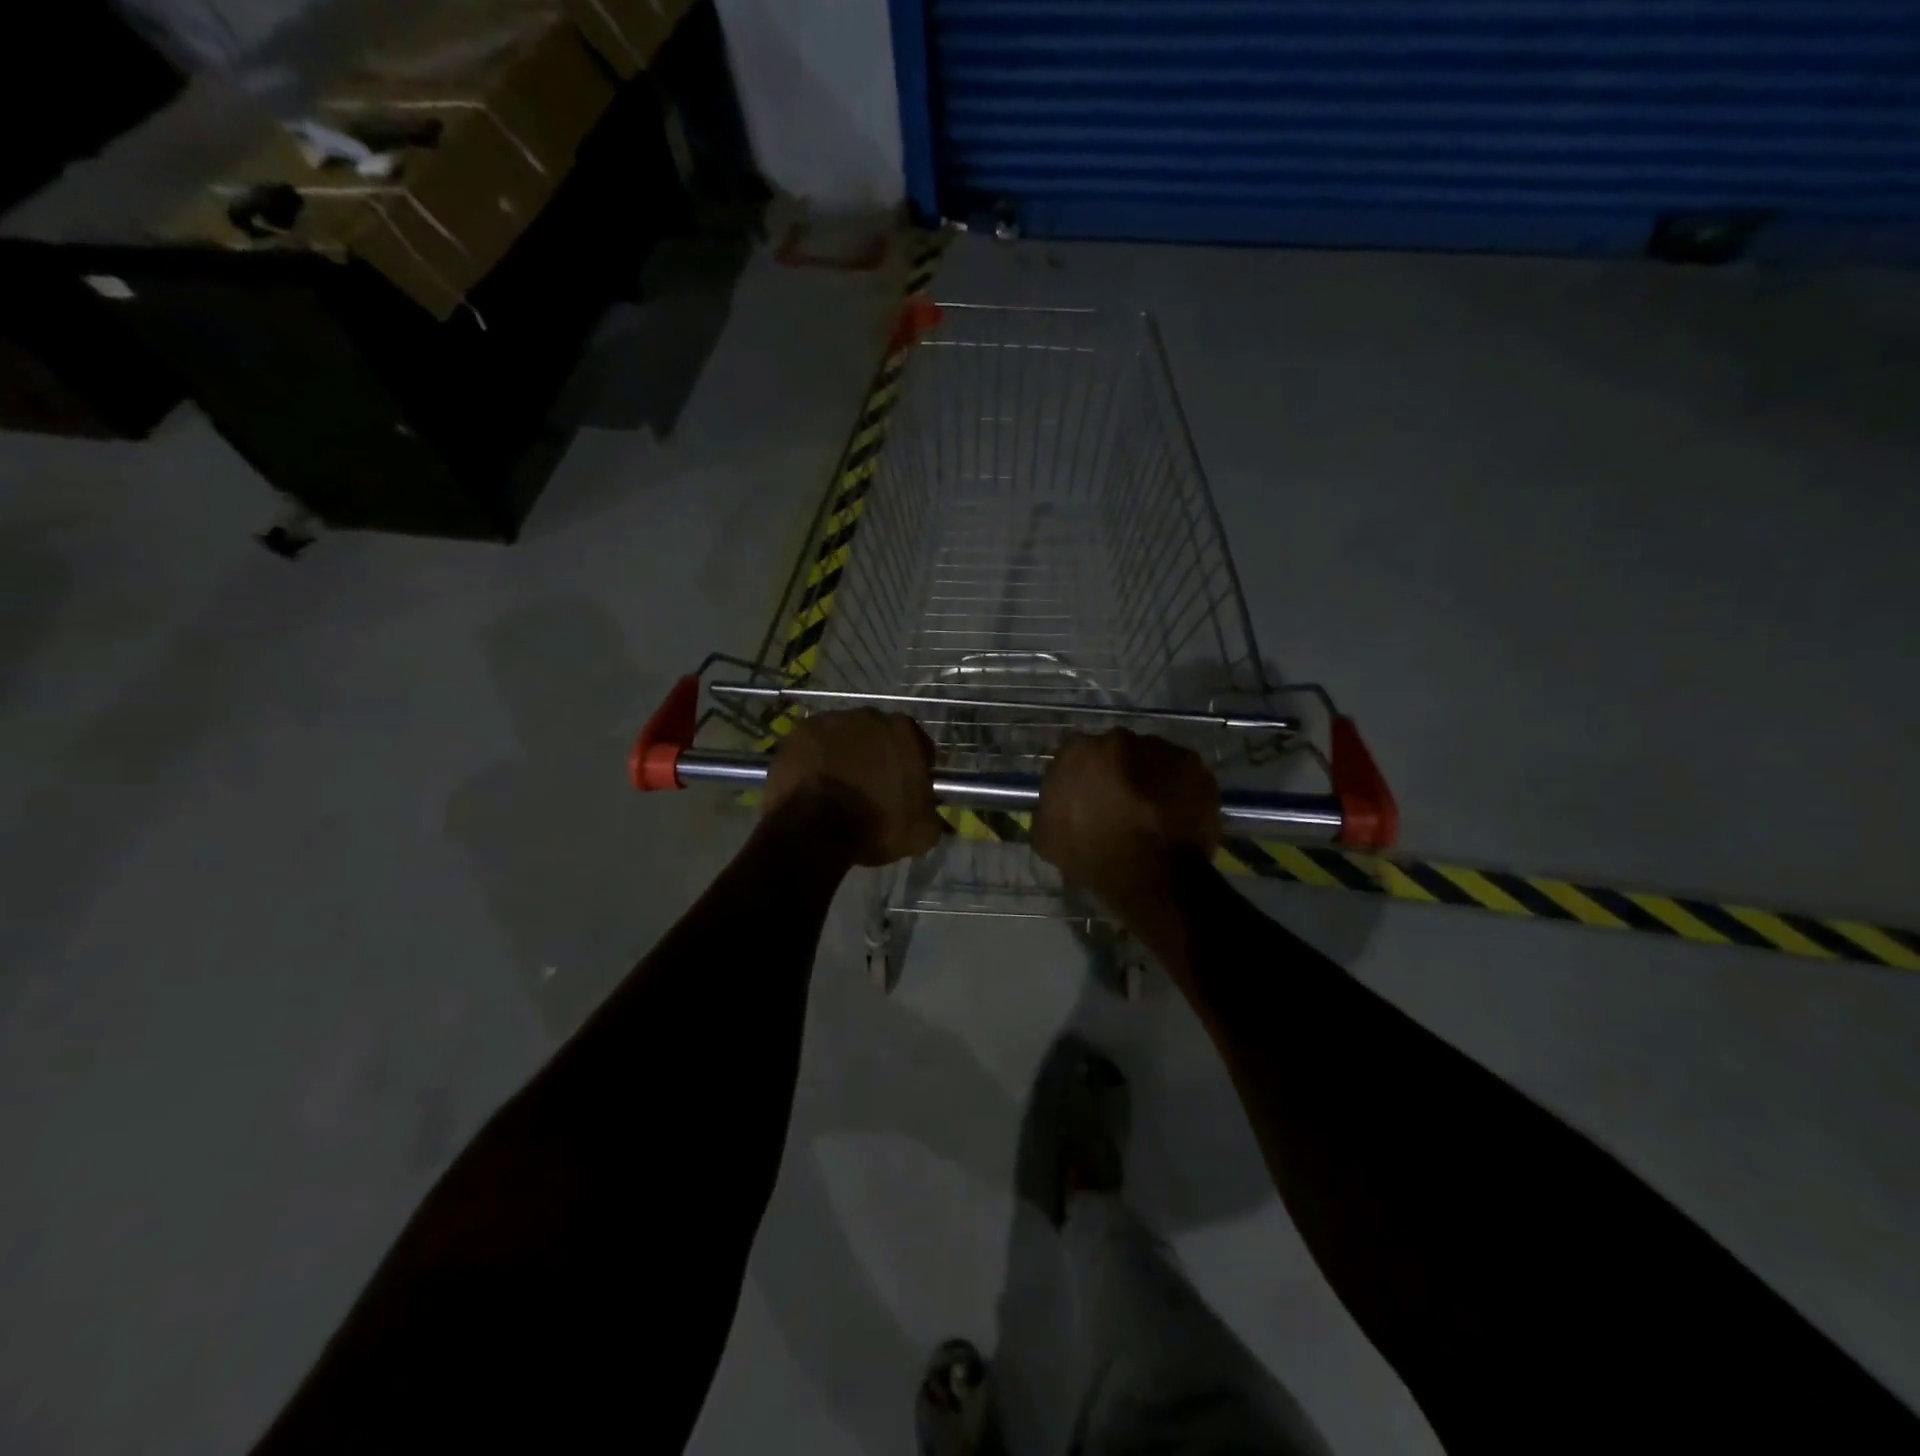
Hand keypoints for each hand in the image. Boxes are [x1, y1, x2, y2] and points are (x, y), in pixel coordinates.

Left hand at [762, 709, 943, 866]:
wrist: (814, 829)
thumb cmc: (875, 825)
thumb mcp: (920, 833)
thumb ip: (931, 815)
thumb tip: (933, 816)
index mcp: (904, 731)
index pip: (917, 745)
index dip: (914, 767)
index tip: (906, 788)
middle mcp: (869, 716)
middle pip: (879, 735)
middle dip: (878, 755)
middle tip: (871, 786)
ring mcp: (830, 720)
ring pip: (844, 736)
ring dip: (845, 753)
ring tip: (838, 785)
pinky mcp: (799, 732)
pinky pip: (814, 744)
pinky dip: (816, 758)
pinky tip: (813, 782)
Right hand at [1032, 730, 1219, 915]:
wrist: (1150, 873)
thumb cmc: (1092, 854)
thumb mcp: (1047, 838)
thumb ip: (1049, 809)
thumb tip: (1056, 806)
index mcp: (1079, 751)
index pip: (1075, 755)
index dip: (1081, 777)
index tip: (1086, 798)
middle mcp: (1120, 738)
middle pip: (1115, 751)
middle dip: (1116, 772)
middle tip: (1120, 804)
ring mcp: (1161, 748)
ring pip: (1151, 759)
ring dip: (1149, 778)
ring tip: (1152, 812)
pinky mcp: (1195, 765)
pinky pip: (1182, 774)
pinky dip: (1178, 789)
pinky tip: (1175, 815)